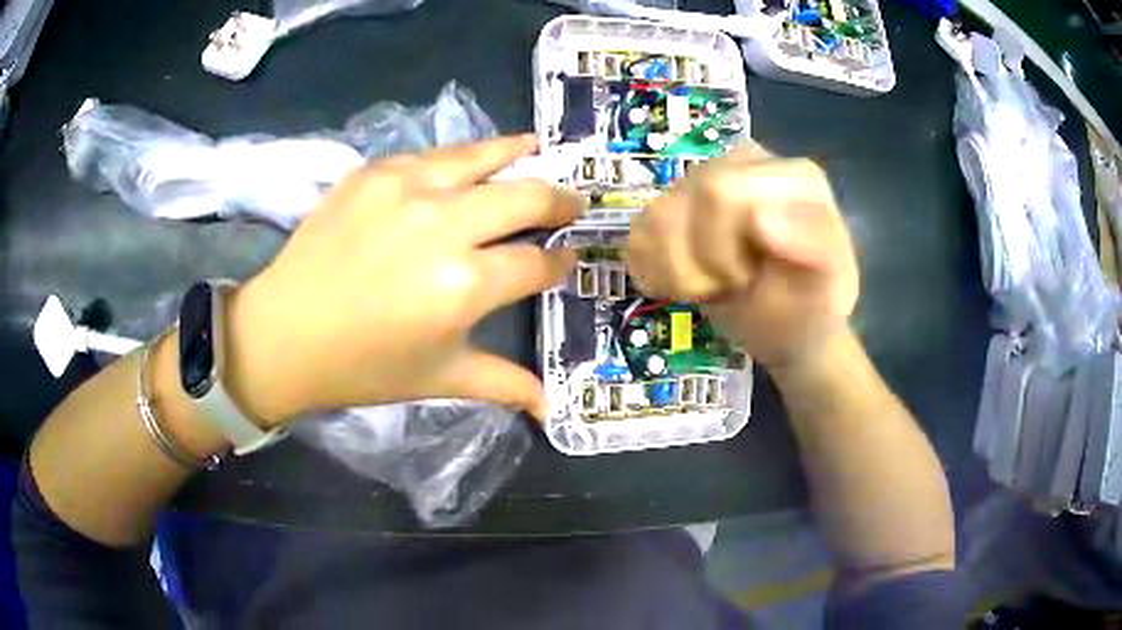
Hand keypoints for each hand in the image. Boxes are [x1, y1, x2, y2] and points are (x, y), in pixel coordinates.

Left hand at [225, 135, 581, 426]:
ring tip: (539, 147)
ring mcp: (407, 189)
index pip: (536, 263)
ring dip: (518, 154)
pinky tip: (472, 159)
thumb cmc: (363, 366)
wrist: (284, 333)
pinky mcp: (374, 172)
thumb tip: (551, 408)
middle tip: (571, 204)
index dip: (560, 262)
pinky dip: (461, 156)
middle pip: (526, 198)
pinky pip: (432, 155)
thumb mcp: (439, 379)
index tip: (568, 260)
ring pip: (482, 158)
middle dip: (559, 202)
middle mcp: (444, 225)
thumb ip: (503, 383)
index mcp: (465, 285)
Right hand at [626, 144, 858, 370]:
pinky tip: (691, 284)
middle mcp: (743, 163)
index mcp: (789, 173)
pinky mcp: (674, 207)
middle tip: (734, 284)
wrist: (788, 329)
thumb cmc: (812, 308)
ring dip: (679, 273)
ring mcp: (704, 182)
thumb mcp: (832, 286)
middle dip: (703, 262)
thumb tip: (758, 218)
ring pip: (655, 218)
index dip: (721, 249)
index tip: (750, 280)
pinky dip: (657, 274)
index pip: (721, 190)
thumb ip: (813, 246)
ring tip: (716, 286)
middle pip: (685, 198)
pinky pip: (638, 236)